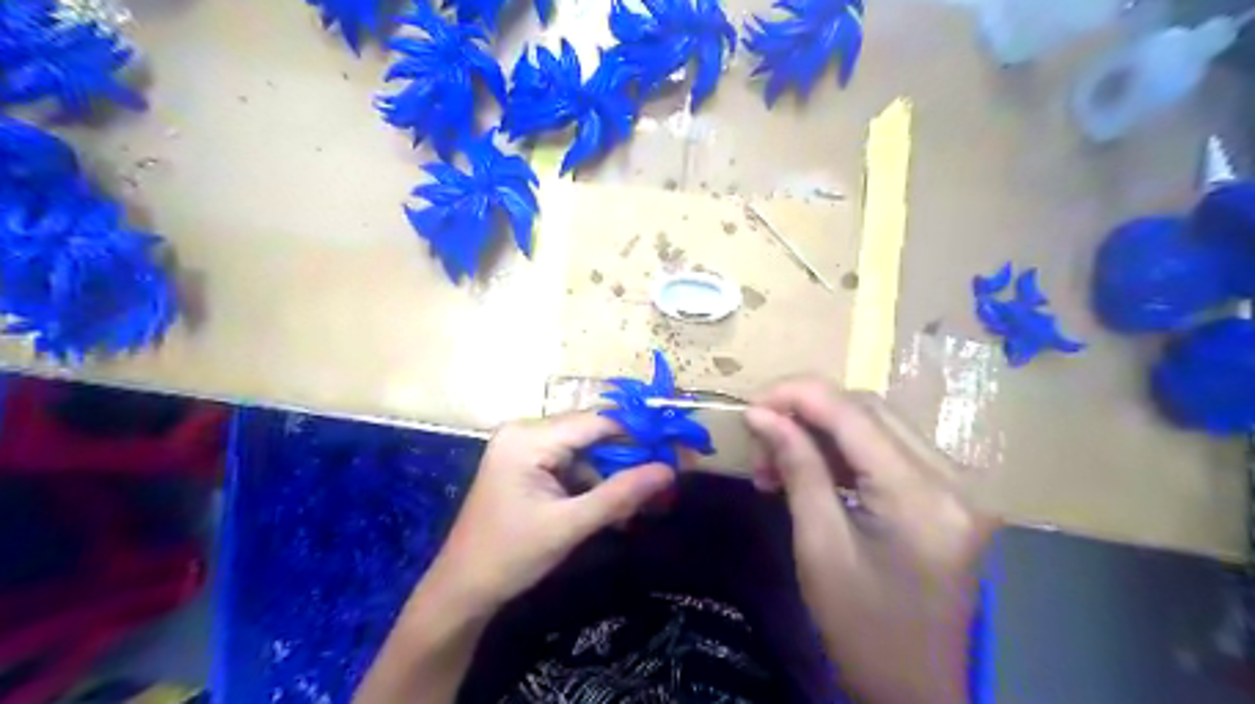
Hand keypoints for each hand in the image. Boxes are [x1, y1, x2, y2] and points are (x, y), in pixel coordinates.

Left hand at [420, 415, 676, 611]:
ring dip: (610, 475)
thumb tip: (669, 470)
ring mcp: (524, 447)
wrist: (462, 590)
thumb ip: (619, 495)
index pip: (596, 422)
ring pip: (584, 450)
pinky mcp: (526, 464)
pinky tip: (608, 508)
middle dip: (627, 457)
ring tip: (636, 504)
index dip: (638, 433)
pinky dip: (592, 483)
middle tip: (663, 477)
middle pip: (591, 433)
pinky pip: (570, 463)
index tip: (675, 448)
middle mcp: (525, 431)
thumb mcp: (569, 526)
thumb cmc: (510, 556)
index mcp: (528, 438)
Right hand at [743, 380, 1001, 702]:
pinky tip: (810, 470)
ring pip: (877, 423)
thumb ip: (796, 467)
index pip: (853, 412)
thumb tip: (760, 414)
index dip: (795, 395)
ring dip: (821, 431)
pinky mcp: (947, 492)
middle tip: (759, 439)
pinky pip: (888, 448)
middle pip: (868, 409)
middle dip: (805, 412)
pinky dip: (843, 450)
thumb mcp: (819, 546)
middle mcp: (953, 477)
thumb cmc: (861, 629)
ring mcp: (957, 484)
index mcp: (922, 496)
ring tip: (776, 463)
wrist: (916, 689)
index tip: (748, 405)